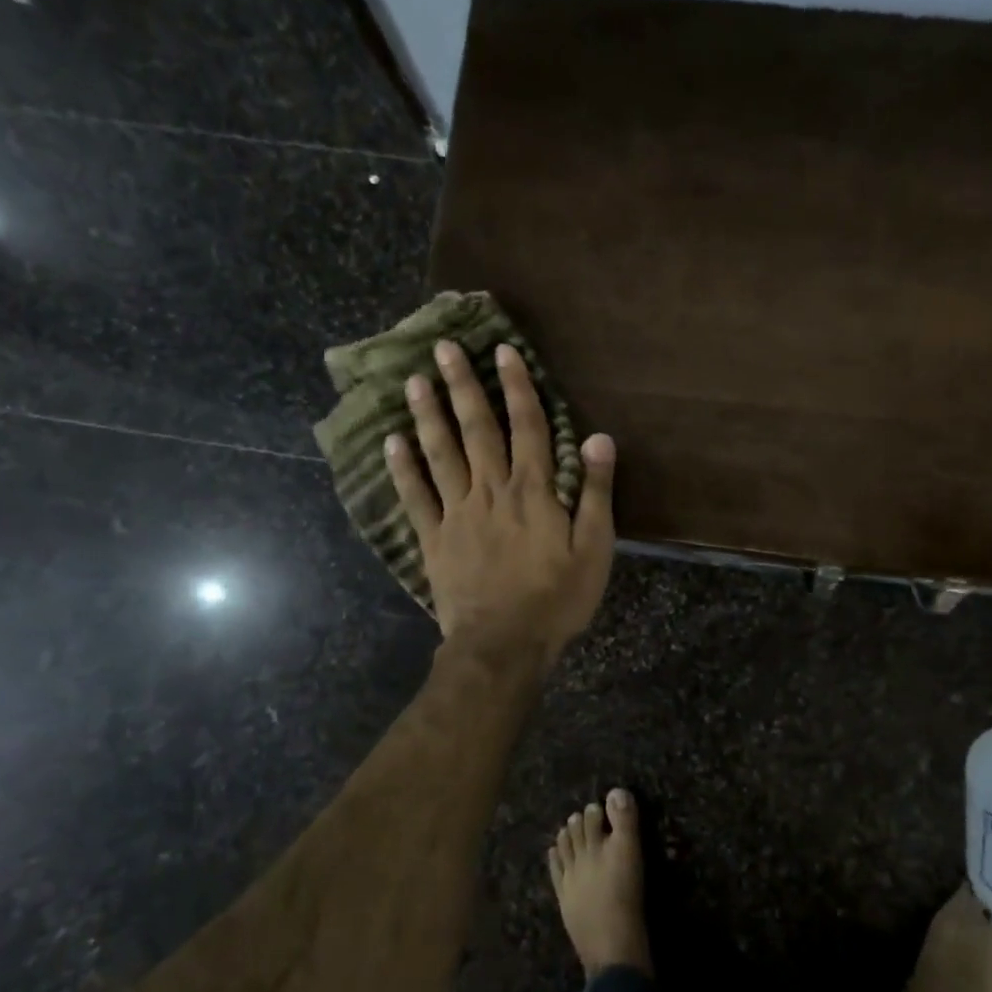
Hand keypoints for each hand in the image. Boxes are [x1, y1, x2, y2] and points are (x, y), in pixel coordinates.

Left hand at [385, 339, 614, 672]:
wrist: (504, 645)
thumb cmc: (556, 599)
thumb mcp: (594, 549)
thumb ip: (596, 492)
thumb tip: (600, 438)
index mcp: (533, 491)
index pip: (528, 426)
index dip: (517, 387)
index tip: (503, 351)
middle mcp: (491, 490)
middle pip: (477, 429)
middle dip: (462, 385)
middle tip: (443, 346)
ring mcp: (457, 513)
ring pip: (441, 453)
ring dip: (428, 415)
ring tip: (413, 381)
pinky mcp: (434, 538)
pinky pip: (415, 497)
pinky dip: (402, 468)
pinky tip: (390, 441)